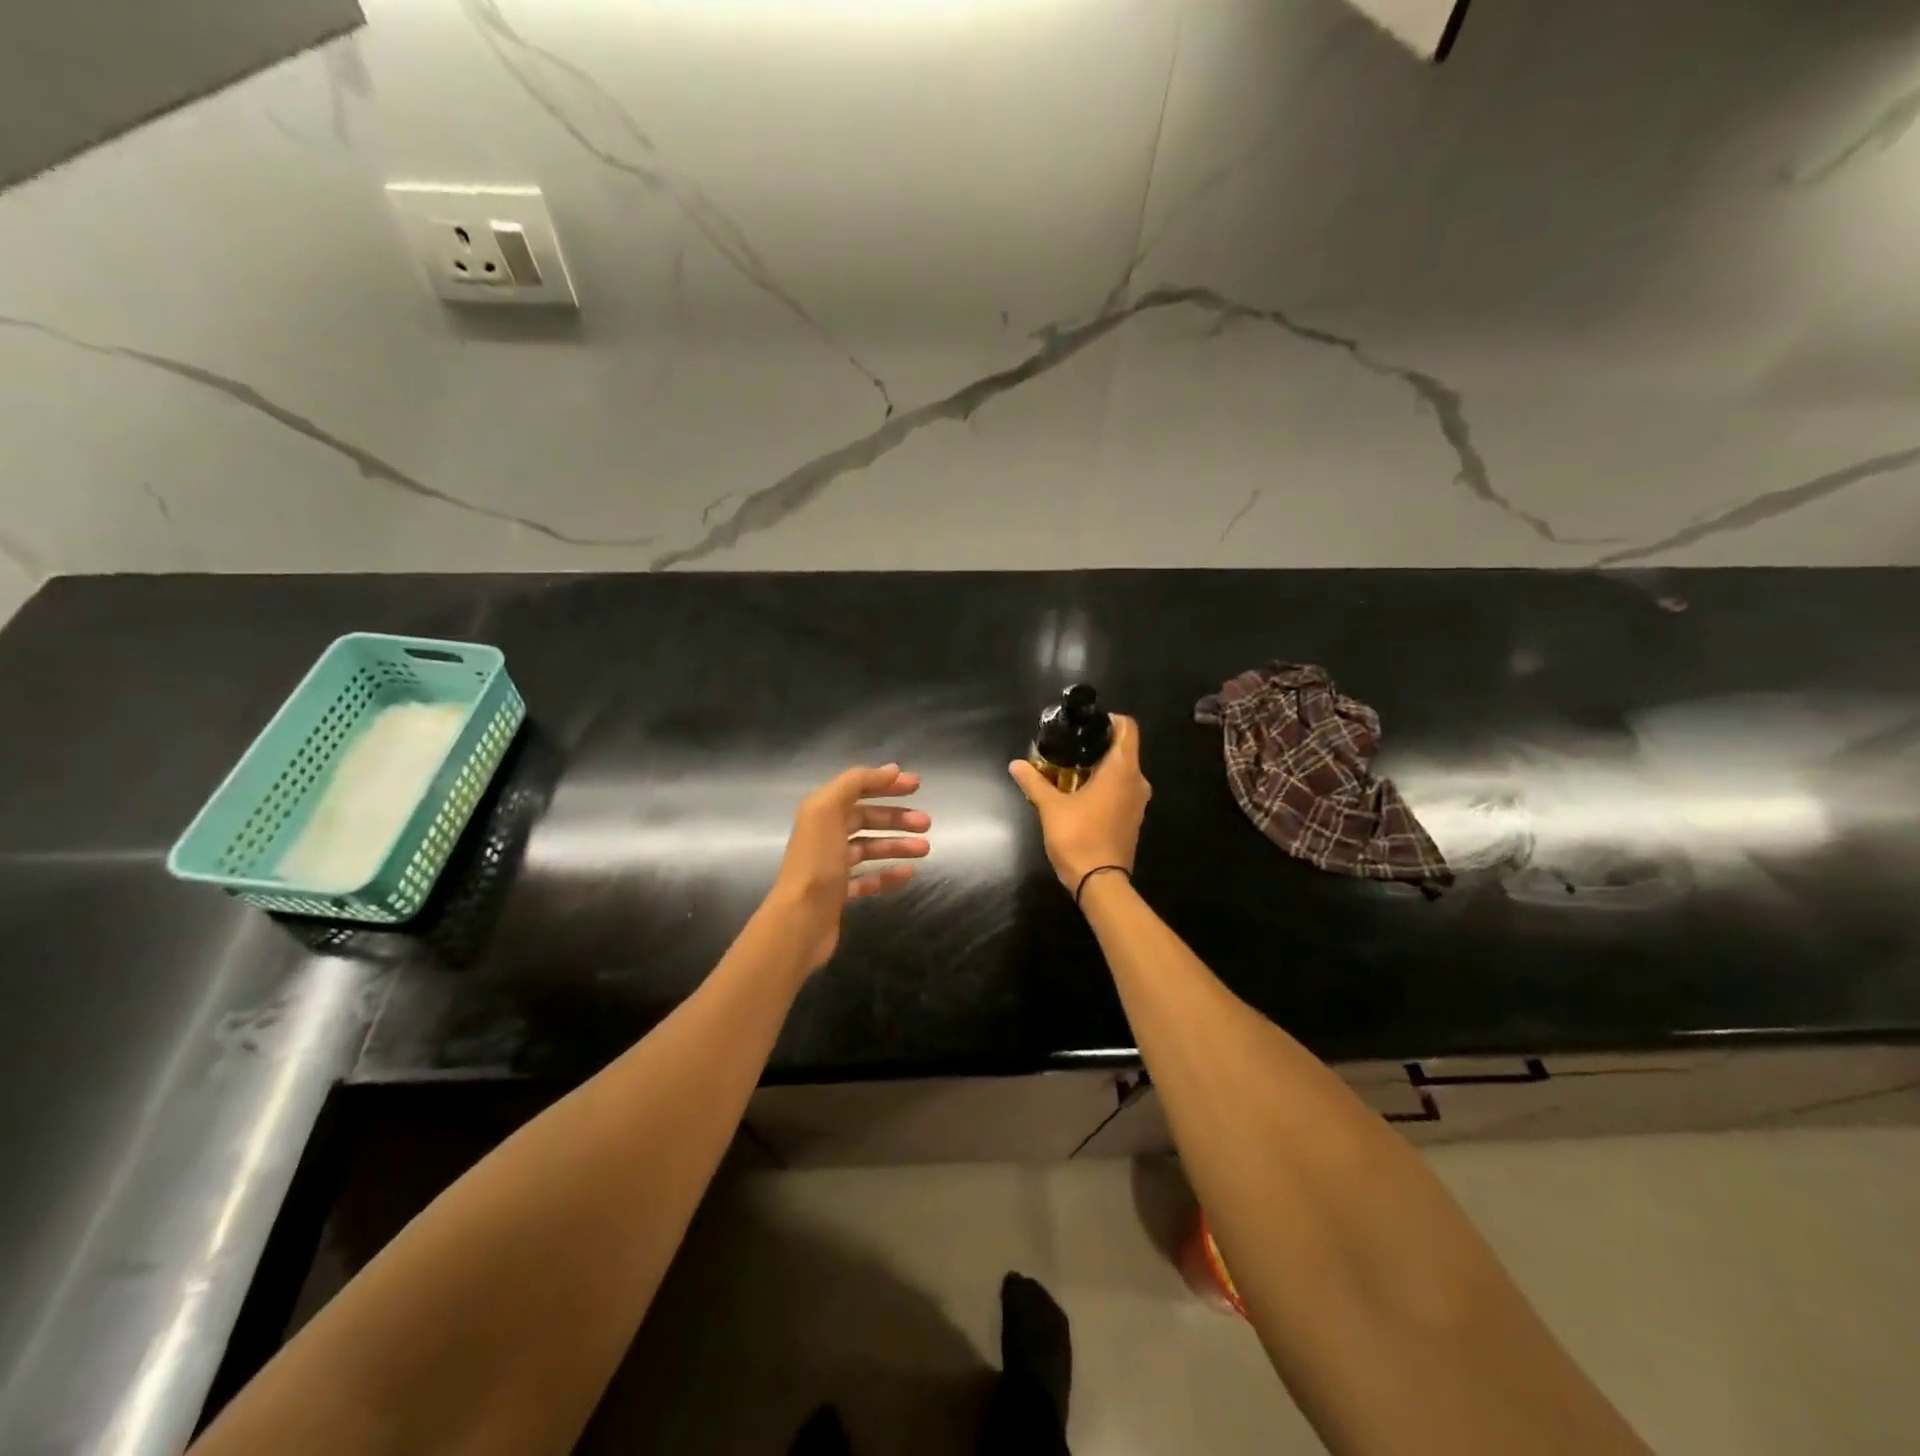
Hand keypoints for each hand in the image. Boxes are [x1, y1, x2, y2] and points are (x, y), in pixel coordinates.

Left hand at [765, 765, 930, 972]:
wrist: (799, 921)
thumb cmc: (816, 863)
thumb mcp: (827, 811)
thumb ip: (855, 784)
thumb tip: (891, 770)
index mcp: (820, 812)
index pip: (857, 789)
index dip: (885, 784)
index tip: (917, 785)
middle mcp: (824, 835)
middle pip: (865, 819)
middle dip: (896, 818)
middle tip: (926, 823)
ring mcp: (831, 866)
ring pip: (870, 848)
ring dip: (897, 845)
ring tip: (925, 849)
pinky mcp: (839, 893)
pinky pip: (868, 878)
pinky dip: (888, 874)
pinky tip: (908, 874)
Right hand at [1008, 715, 1150, 892]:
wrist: (1100, 882)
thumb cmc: (1078, 837)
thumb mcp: (1050, 807)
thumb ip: (1034, 782)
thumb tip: (1016, 764)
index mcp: (1122, 769)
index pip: (1127, 728)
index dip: (1108, 720)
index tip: (1084, 725)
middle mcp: (1137, 780)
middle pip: (1123, 749)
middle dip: (1097, 745)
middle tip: (1068, 747)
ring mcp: (1138, 801)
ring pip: (1123, 771)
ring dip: (1100, 767)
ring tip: (1069, 770)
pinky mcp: (1134, 818)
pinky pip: (1122, 790)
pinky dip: (1105, 786)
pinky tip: (1080, 794)